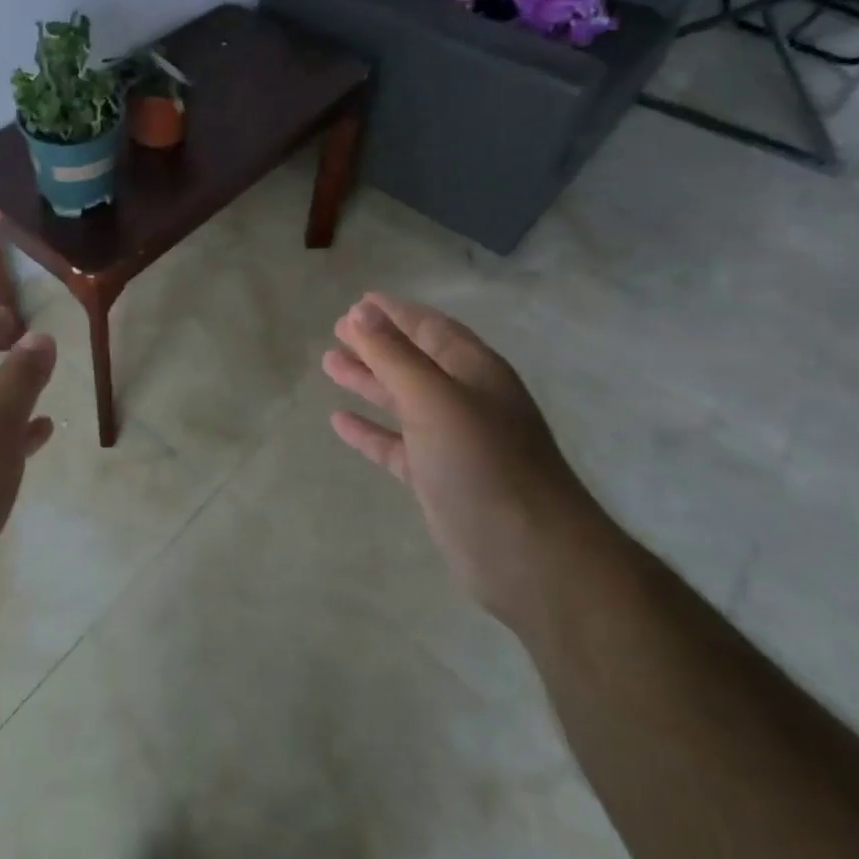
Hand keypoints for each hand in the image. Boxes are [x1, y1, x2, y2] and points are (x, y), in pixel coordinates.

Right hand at [322, 293, 603, 628]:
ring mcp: (453, 441)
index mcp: (473, 370)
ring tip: (329, 363)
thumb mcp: (433, 399)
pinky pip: (396, 444)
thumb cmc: (482, 463)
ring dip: (368, 381)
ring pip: (402, 400)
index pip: (429, 327)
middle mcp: (465, 399)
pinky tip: (339, 421)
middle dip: (377, 344)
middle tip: (336, 330)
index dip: (394, 313)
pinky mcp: (438, 478)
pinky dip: (370, 431)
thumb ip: (393, 355)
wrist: (530, 556)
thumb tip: (360, 312)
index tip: (358, 302)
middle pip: (414, 360)